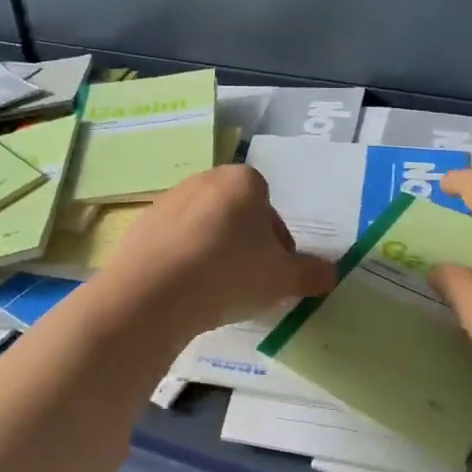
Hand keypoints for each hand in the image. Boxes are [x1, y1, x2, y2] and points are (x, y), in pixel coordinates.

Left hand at [99, 165, 335, 335]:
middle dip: (244, 245)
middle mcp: (204, 180)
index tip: (275, 274)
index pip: (270, 209)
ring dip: (212, 252)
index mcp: (243, 181)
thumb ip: (310, 273)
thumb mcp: (282, 279)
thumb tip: (329, 273)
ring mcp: (168, 200)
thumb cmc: (229, 274)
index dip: (277, 244)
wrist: (154, 292)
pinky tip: (185, 291)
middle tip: (248, 283)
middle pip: (235, 215)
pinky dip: (183, 261)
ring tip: (214, 291)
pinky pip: (173, 242)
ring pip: (203, 228)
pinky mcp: (141, 225)